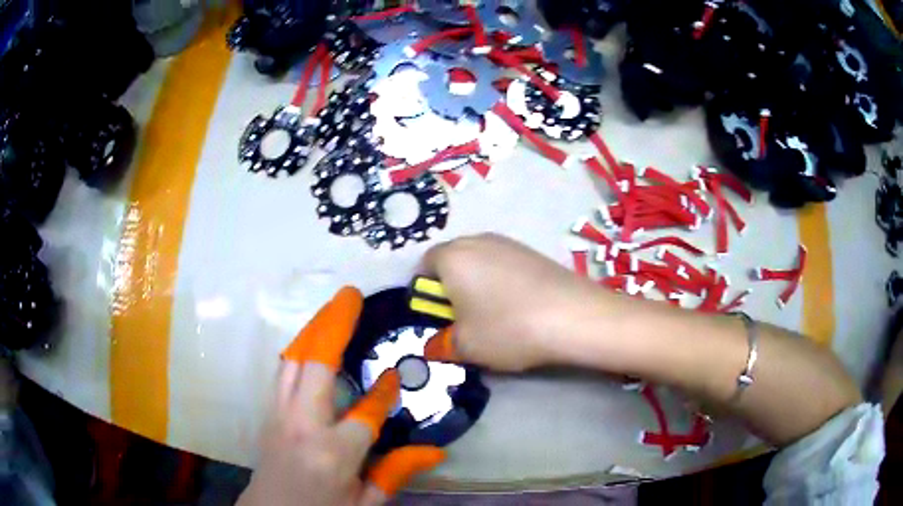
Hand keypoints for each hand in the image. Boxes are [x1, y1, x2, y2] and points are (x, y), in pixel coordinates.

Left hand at [238, 287, 444, 505]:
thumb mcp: (365, 503)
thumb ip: (395, 474)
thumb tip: (436, 450)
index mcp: (333, 453)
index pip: (365, 412)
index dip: (384, 392)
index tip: (395, 374)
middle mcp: (302, 425)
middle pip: (316, 365)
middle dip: (334, 325)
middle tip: (351, 295)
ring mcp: (279, 415)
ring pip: (294, 361)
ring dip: (313, 330)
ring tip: (333, 308)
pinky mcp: (269, 412)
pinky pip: (284, 371)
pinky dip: (300, 349)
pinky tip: (312, 341)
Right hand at [422, 234, 605, 371]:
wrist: (574, 315)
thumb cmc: (508, 328)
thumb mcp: (465, 347)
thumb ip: (440, 345)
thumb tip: (434, 346)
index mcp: (452, 257)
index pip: (424, 266)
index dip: (425, 294)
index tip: (439, 318)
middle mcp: (477, 240)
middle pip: (453, 261)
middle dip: (452, 289)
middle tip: (464, 319)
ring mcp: (509, 243)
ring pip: (480, 263)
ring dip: (478, 285)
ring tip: (495, 315)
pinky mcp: (533, 251)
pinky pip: (504, 265)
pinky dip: (503, 283)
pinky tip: (520, 307)